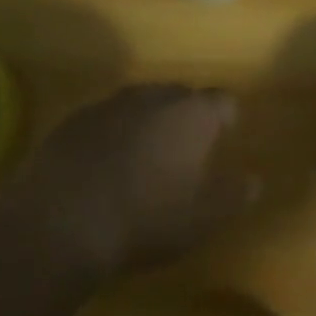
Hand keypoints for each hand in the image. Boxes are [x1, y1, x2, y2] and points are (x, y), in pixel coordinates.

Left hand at [2, 83, 257, 278]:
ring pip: (142, 103)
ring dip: (149, 122)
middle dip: (187, 116)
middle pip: (181, 95)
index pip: (222, 100)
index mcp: (191, 113)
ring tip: (146, 157)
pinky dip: (114, 133)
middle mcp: (154, 96)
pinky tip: (105, 165)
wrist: (62, 220)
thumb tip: (254, 180)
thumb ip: (232, 196)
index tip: (226, 137)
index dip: (227, 118)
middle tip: (187, 150)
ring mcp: (112, 102)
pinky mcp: (76, 118)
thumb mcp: (200, 219)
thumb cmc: (145, 219)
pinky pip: (107, 118)